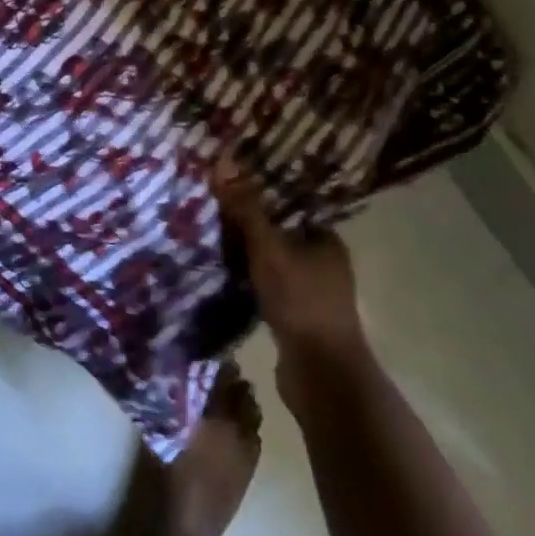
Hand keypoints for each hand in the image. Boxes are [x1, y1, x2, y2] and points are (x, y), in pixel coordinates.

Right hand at [213, 155, 364, 402]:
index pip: (290, 207)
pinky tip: (221, 278)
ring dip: (245, 257)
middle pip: (279, 235)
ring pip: (271, 264)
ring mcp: (311, 293)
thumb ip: (246, 209)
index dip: (260, 195)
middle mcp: (324, 263)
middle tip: (209, 214)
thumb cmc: (300, 301)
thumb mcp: (268, 248)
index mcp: (326, 240)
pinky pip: (267, 289)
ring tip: (208, 241)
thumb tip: (223, 162)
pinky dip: (247, 283)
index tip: (227, 188)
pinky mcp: (296, 319)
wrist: (319, 374)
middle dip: (247, 227)